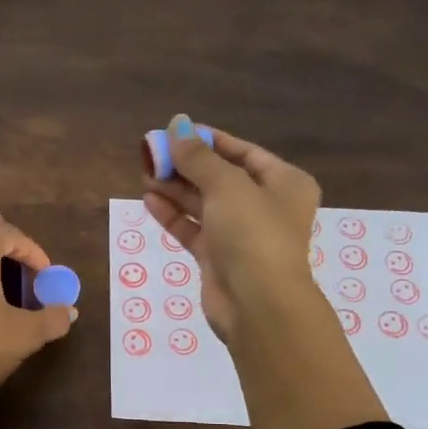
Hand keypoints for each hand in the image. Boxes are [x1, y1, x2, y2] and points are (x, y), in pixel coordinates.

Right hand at [144, 116, 386, 428]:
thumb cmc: (253, 234)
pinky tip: (149, 199)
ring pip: (203, 204)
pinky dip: (173, 215)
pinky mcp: (218, 258)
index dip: (208, 140)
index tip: (175, 132)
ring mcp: (240, 235)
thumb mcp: (226, 186)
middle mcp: (265, 206)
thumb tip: (176, 124)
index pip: (243, 152)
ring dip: (175, 189)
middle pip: (220, 177)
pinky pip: (193, 229)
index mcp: (283, 183)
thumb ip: (198, 157)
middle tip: (151, 153)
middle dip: (186, 165)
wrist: (257, 304)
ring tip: (144, 173)